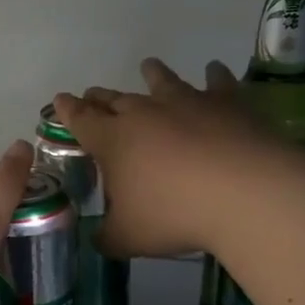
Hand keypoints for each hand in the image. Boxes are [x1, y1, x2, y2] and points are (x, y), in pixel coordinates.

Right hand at [54, 58, 285, 258]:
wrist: (245, 194)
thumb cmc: (174, 215)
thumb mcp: (128, 238)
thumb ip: (107, 237)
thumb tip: (98, 238)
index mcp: (112, 140)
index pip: (80, 119)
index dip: (67, 110)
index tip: (59, 100)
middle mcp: (144, 113)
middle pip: (115, 99)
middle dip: (100, 97)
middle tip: (93, 94)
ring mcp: (187, 102)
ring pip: (162, 81)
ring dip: (152, 74)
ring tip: (148, 66)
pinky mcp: (227, 103)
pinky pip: (217, 83)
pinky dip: (213, 75)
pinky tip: (214, 69)